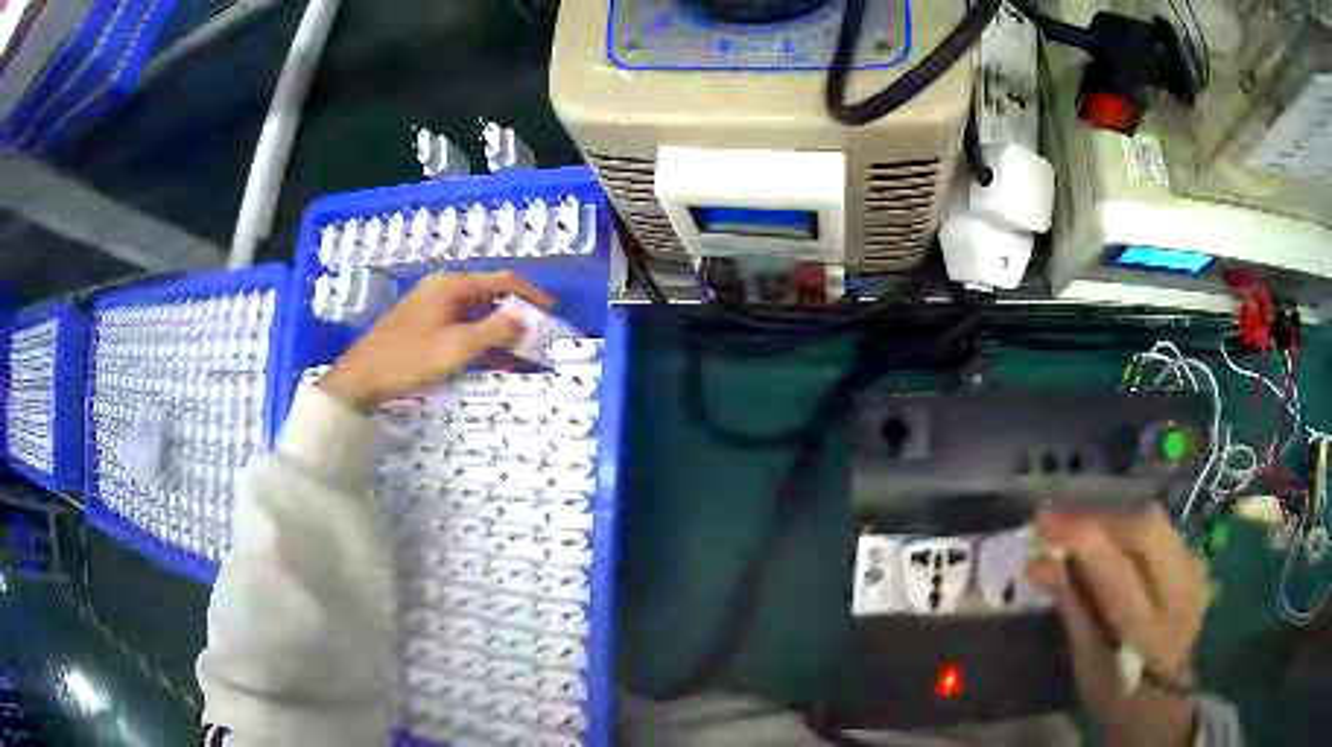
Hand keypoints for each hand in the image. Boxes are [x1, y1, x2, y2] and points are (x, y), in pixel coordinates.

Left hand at [319, 271, 553, 411]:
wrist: (363, 377)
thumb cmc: (410, 358)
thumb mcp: (457, 346)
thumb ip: (494, 331)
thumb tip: (524, 319)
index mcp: (452, 285)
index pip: (501, 281)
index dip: (530, 294)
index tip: (551, 311)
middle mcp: (444, 290)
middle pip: (489, 296)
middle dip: (516, 315)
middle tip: (538, 335)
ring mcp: (432, 308)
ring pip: (476, 315)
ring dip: (499, 332)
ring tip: (523, 353)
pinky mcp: (425, 327)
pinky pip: (461, 328)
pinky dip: (480, 341)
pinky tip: (495, 361)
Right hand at [1028, 504, 1208, 746]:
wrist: (1165, 695)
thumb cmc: (1115, 689)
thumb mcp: (1086, 660)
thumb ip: (1071, 605)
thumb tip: (1038, 562)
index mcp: (1149, 631)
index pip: (1117, 567)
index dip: (1080, 535)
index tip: (1042, 520)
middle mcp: (1181, 592)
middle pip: (1145, 526)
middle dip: (1100, 518)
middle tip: (1061, 523)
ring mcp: (1195, 570)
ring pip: (1153, 521)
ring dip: (1113, 522)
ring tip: (1081, 533)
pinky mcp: (1197, 560)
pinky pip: (1160, 530)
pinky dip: (1129, 531)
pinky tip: (1111, 544)